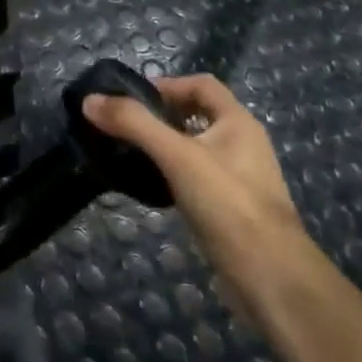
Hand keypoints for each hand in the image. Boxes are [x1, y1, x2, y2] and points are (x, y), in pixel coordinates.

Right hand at [83, 75, 314, 323]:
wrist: (271, 277)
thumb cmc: (228, 204)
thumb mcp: (177, 156)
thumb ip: (134, 124)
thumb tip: (89, 100)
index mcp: (238, 123)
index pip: (201, 84)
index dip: (167, 84)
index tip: (131, 99)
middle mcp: (242, 144)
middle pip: (196, 115)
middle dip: (160, 116)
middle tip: (124, 127)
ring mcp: (238, 178)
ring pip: (194, 148)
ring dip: (163, 146)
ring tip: (129, 154)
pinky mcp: (230, 208)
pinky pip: (195, 178)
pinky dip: (171, 175)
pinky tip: (150, 188)